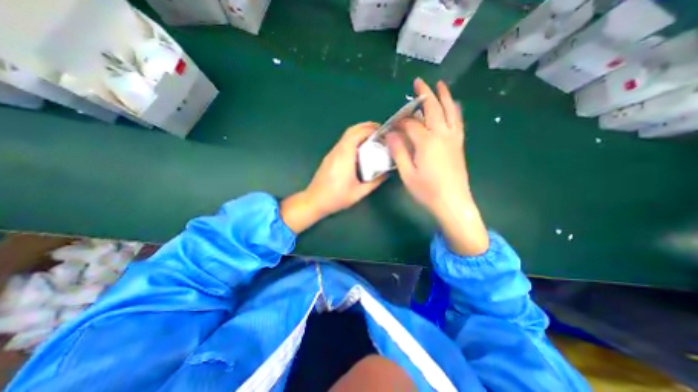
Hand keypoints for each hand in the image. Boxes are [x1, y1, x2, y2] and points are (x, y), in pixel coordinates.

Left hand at [281, 122, 386, 231]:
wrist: (314, 201)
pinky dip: (353, 140)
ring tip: (372, 139)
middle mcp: (337, 151)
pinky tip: (360, 150)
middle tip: (379, 132)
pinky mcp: (329, 157)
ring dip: (359, 133)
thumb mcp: (359, 192)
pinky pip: (343, 143)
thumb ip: (374, 182)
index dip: (369, 129)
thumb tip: (386, 173)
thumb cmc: (336, 197)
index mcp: (345, 157)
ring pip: (346, 136)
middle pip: (351, 131)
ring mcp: (332, 153)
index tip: (381, 131)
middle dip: (365, 127)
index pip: (356, 134)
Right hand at [384, 78, 486, 254]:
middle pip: (433, 109)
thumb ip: (399, 152)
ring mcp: (453, 139)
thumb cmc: (427, 191)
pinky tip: (454, 105)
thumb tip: (390, 135)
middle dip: (424, 94)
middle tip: (418, 82)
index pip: (411, 125)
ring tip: (439, 85)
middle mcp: (442, 135)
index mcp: (426, 142)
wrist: (453, 202)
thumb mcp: (407, 174)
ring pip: (449, 111)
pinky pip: (458, 122)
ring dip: (444, 96)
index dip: (400, 122)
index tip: (392, 124)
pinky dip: (455, 110)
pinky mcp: (459, 145)